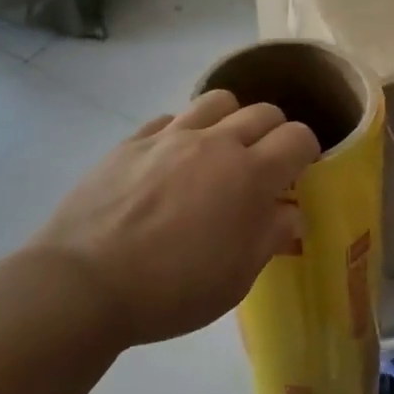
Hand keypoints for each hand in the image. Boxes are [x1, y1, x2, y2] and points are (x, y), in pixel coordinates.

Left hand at [30, 90, 320, 347]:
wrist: (86, 284)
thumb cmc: (172, 291)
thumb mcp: (236, 279)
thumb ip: (270, 237)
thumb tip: (289, 212)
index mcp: (249, 176)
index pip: (298, 138)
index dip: (307, 152)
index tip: (299, 175)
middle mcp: (214, 143)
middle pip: (262, 112)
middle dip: (275, 134)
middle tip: (265, 167)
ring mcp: (168, 137)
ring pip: (216, 102)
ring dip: (231, 121)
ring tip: (220, 154)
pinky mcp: (130, 142)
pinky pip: (169, 119)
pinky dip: (184, 132)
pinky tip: (172, 162)